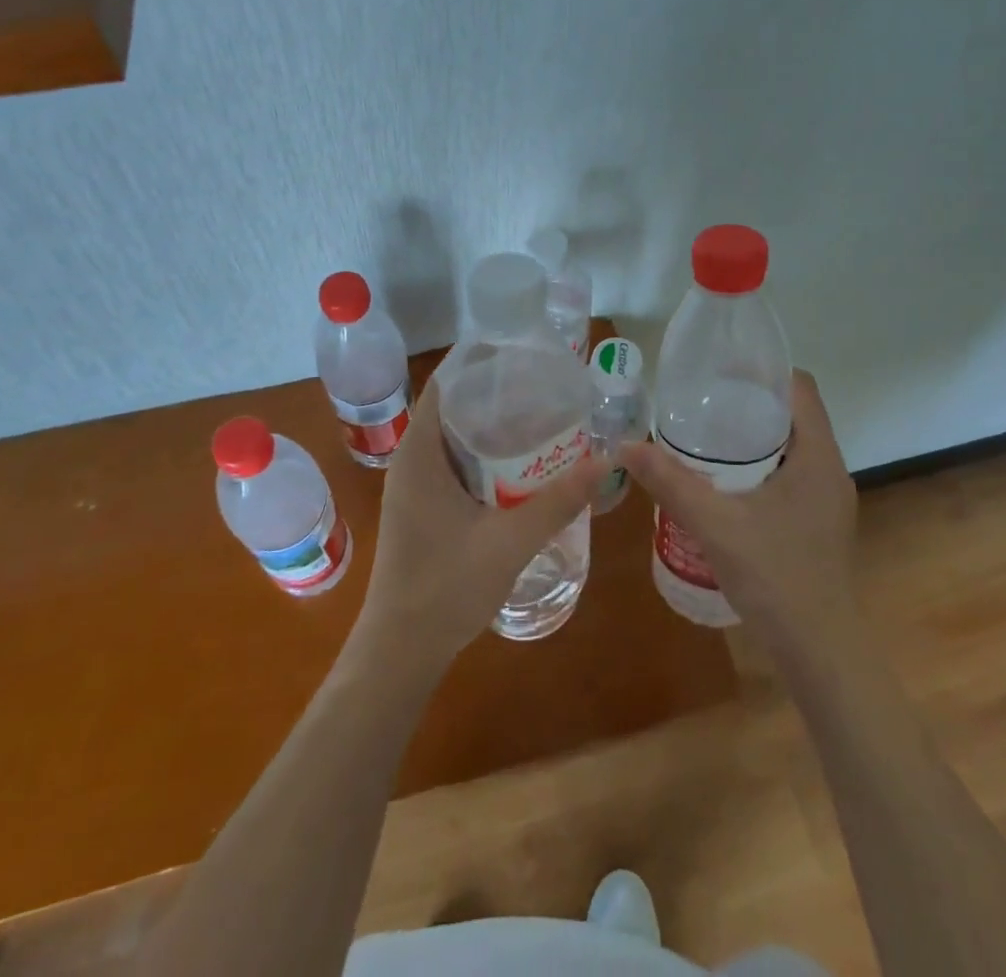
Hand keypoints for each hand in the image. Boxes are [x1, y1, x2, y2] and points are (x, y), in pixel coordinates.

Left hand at [355, 375, 595, 670]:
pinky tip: (520, 466)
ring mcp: (414, 486)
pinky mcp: (422, 508)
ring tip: (540, 417)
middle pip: (453, 407)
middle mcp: (411, 461)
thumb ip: (558, 501)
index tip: (524, 354)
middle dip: (497, 394)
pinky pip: (454, 465)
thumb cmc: (446, 588)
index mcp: (419, 454)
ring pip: (455, 439)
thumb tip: (605, 462)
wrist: (400, 650)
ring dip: (492, 427)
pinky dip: (485, 456)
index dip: (481, 363)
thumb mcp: (510, 542)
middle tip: (545, 386)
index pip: (446, 384)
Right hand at [620, 370, 857, 649]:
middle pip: (793, 415)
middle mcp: (830, 469)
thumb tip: (626, 445)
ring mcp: (828, 500)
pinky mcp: (819, 523)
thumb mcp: (715, 524)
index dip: (763, 371)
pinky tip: (725, 484)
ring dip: (753, 437)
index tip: (720, 370)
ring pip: (791, 447)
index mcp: (819, 456)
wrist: (820, 652)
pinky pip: (790, 474)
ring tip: (705, 437)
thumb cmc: (776, 577)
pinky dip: (760, 466)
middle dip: (749, 403)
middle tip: (701, 402)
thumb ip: (671, 483)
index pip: (800, 388)